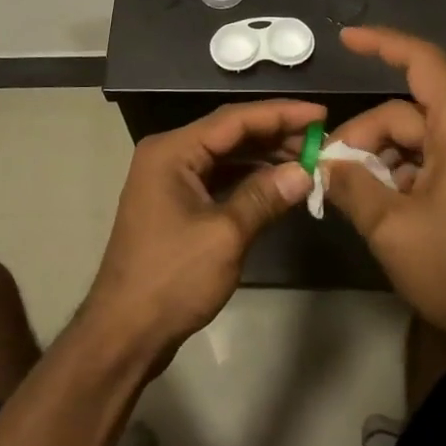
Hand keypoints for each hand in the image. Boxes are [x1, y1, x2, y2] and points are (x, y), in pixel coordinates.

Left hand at [82, 99, 322, 368]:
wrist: (125, 332)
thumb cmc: (171, 278)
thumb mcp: (225, 236)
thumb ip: (264, 197)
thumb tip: (305, 171)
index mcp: (173, 151)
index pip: (234, 119)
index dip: (280, 113)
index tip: (320, 113)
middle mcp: (169, 155)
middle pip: (229, 133)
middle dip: (275, 134)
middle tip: (319, 138)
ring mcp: (171, 180)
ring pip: (226, 155)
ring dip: (264, 156)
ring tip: (306, 159)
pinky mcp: (177, 204)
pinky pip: (219, 178)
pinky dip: (249, 178)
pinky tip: (278, 183)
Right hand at [323, 28, 445, 353]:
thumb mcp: (392, 229)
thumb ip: (352, 186)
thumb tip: (327, 164)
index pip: (423, 63)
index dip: (383, 44)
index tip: (345, 40)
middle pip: (408, 113)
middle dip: (365, 136)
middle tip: (331, 172)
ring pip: (418, 140)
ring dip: (382, 159)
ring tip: (351, 194)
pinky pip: (434, 161)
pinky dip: (403, 174)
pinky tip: (381, 205)